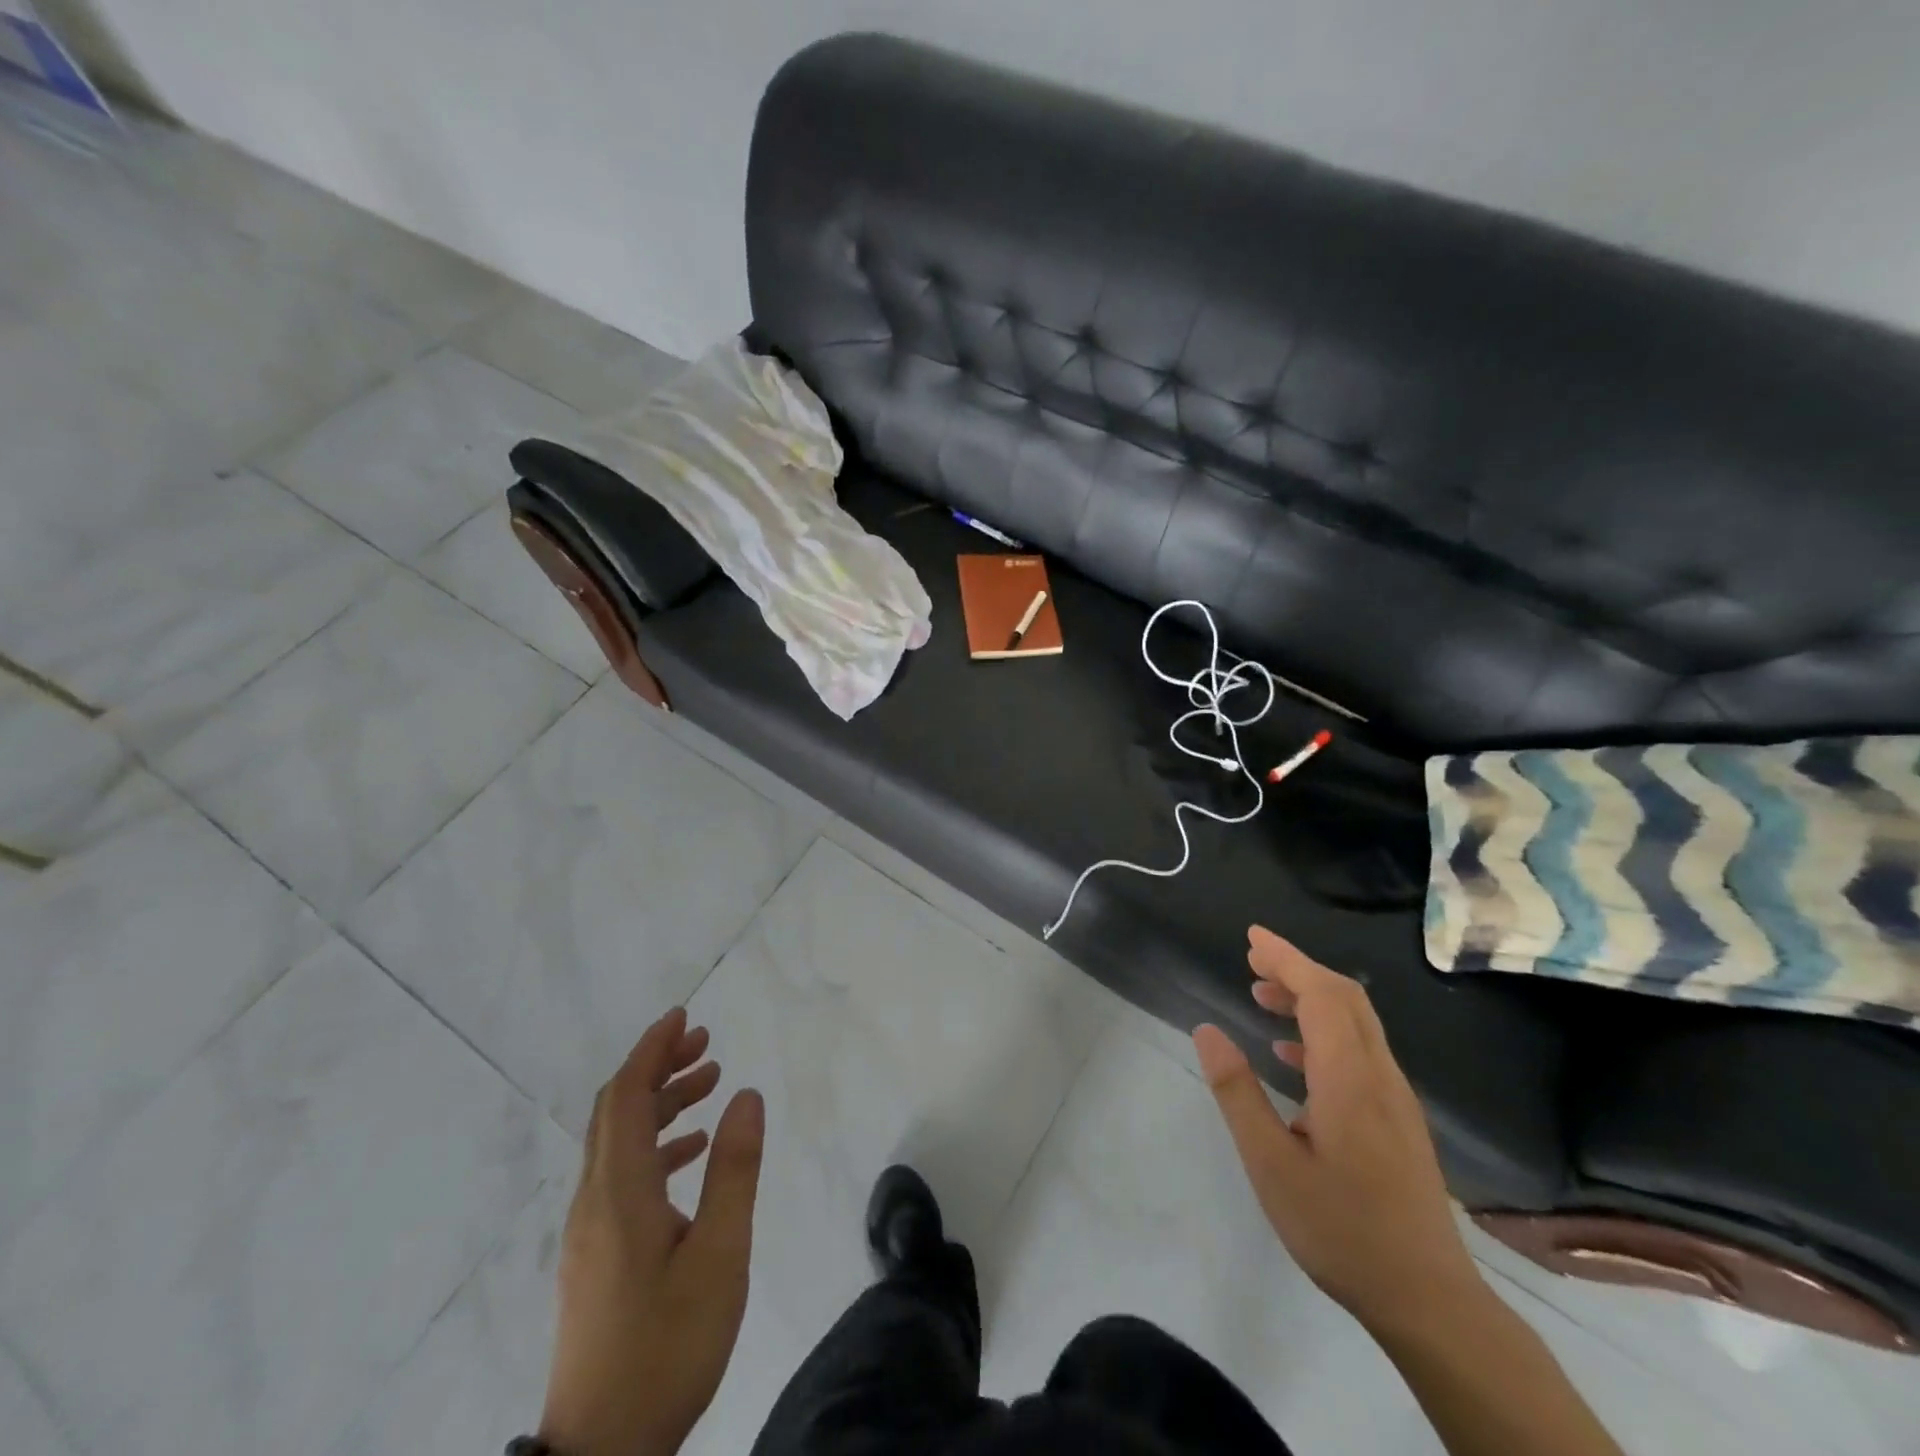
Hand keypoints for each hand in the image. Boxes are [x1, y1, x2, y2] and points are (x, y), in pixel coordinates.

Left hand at [540, 1008, 764, 1455]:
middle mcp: (595, 1200)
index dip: (652, 1050)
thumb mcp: (720, 1255)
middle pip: (616, 1110)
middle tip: (704, 1042)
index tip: (683, 1017)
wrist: (601, 1453)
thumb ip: (734, 1170)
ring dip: (659, 1104)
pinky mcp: (596, 1256)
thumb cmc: (667, 1346)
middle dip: (657, 1066)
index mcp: (620, 1192)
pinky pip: (621, 1174)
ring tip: (708, 1084)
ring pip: (618, 1141)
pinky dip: (655, 1144)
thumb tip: (746, 1095)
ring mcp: (590, 1231)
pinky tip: (691, 1152)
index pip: (626, 1096)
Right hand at [1193, 927, 1482, 1335]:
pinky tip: (1292, 1055)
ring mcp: (1396, 1098)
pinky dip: (1324, 1031)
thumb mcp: (1271, 1165)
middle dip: (1298, 968)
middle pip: (1345, 998)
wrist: (1430, 1300)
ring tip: (1262, 996)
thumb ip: (1238, 1093)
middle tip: (1252, 959)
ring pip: (1356, 1023)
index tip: (1251, 938)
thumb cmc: (1342, 1229)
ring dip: (1310, 997)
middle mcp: (1380, 1076)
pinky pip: (1361, 1051)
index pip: (1321, 994)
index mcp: (1349, 1078)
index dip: (1287, 958)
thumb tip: (1207, 1031)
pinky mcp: (1400, 1120)